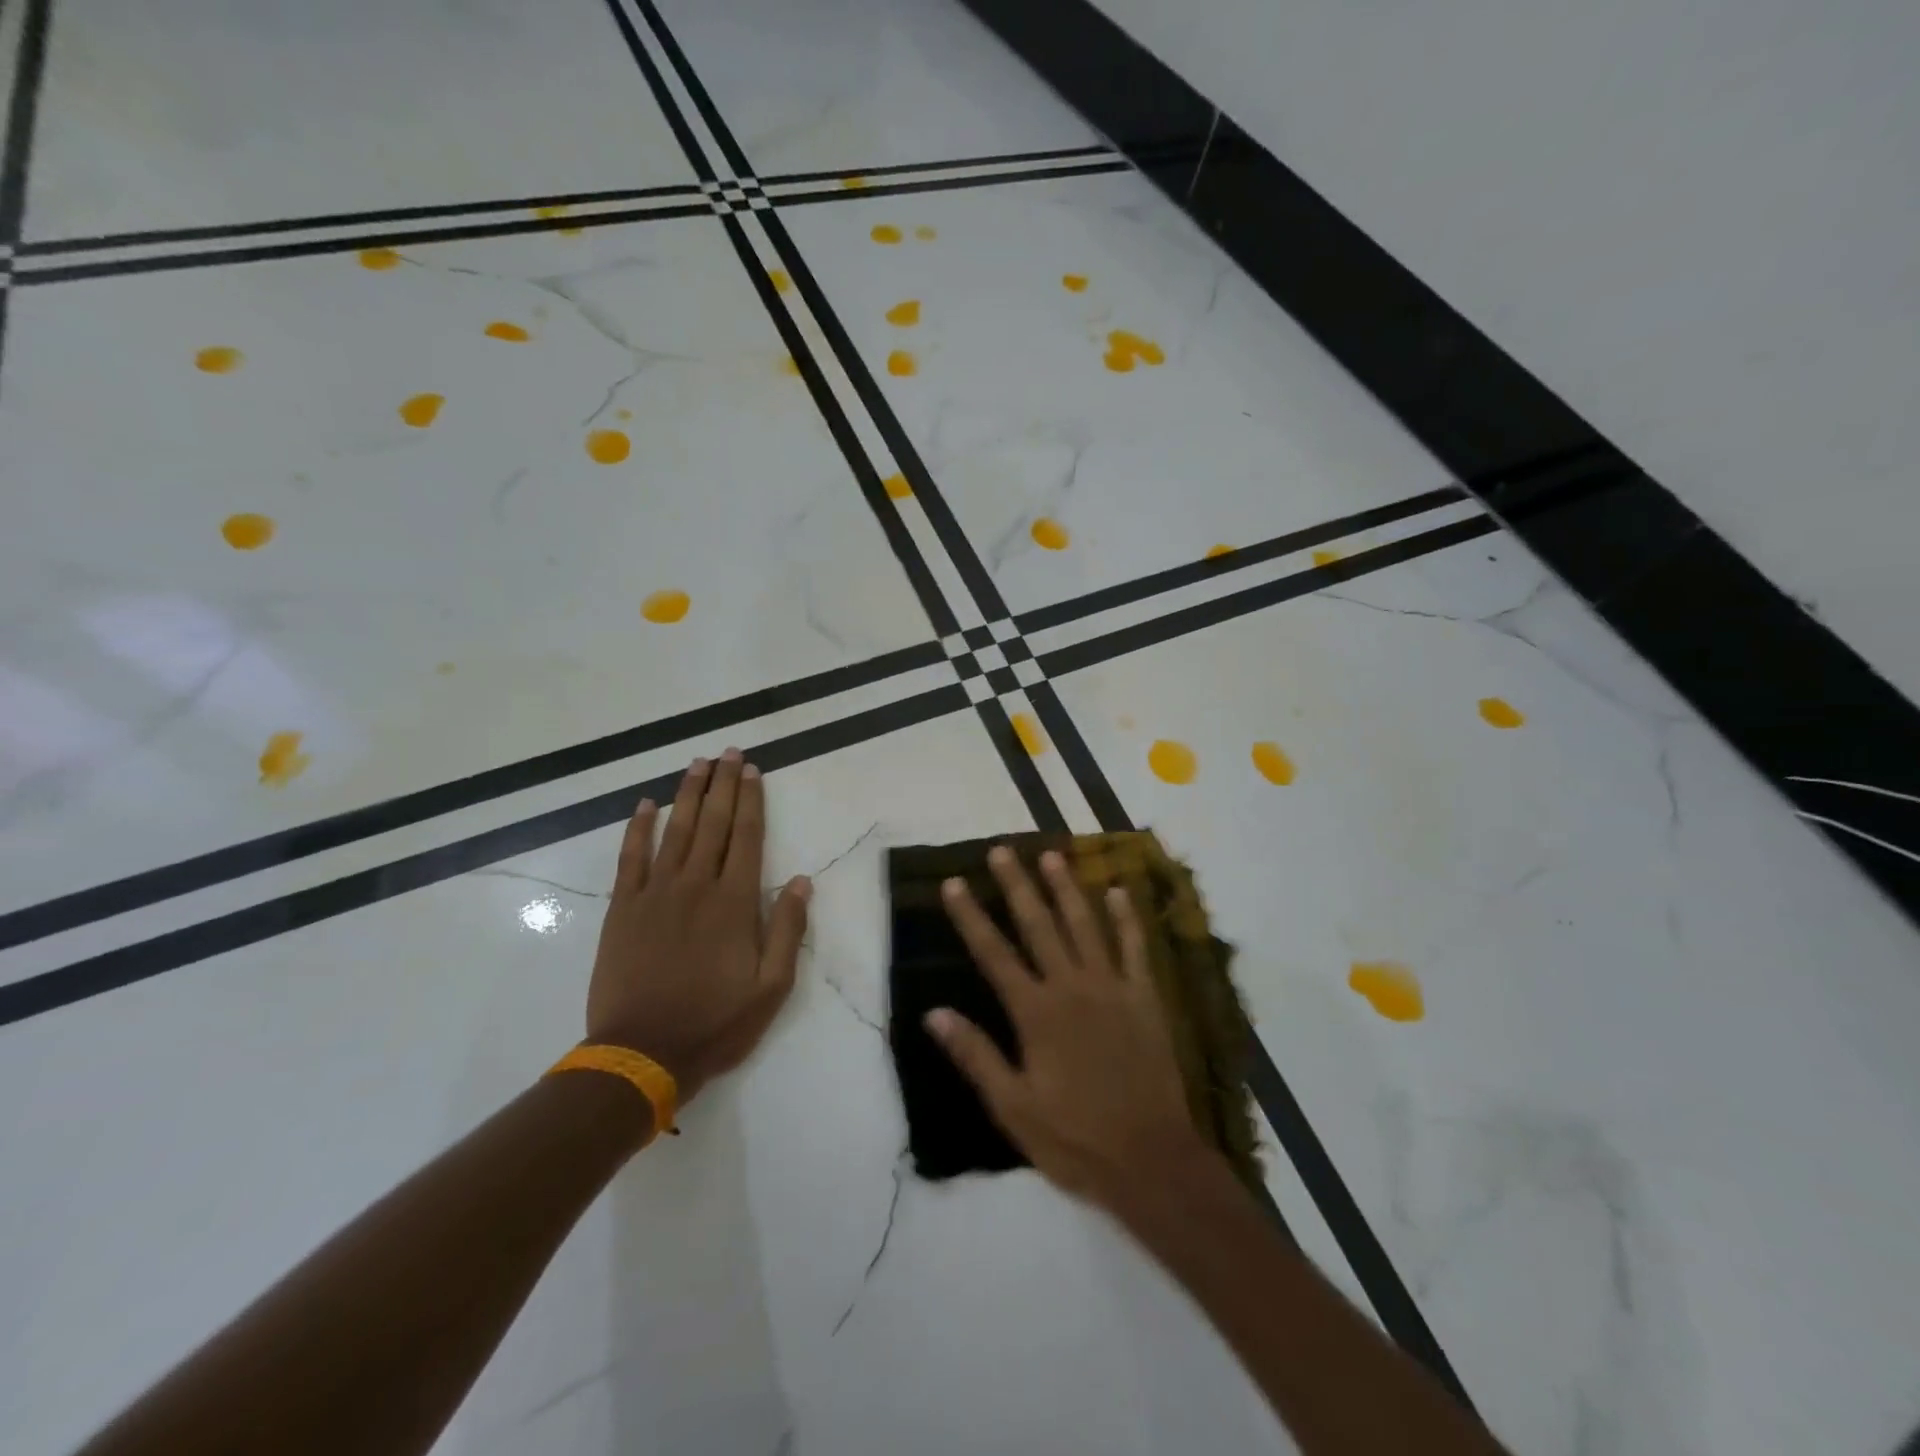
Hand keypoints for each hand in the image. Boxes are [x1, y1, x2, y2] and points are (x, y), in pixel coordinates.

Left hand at [586, 749, 811, 1104]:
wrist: (642, 1053)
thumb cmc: (715, 1022)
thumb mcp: (771, 986)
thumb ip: (786, 929)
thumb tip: (801, 881)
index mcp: (734, 902)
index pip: (747, 837)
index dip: (751, 800)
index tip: (752, 770)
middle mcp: (696, 885)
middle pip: (712, 823)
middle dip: (722, 785)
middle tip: (728, 752)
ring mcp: (656, 894)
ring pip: (675, 831)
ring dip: (688, 794)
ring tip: (697, 764)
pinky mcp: (624, 908)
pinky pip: (631, 858)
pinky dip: (638, 828)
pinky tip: (645, 805)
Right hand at [927, 846, 1209, 1206]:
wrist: (1152, 1161)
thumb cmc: (1075, 1139)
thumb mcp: (1013, 1108)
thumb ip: (976, 1056)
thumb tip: (934, 1014)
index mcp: (1036, 1013)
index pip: (994, 954)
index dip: (970, 917)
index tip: (953, 882)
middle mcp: (1071, 988)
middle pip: (1038, 925)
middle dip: (1017, 885)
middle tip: (1002, 850)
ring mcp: (1112, 988)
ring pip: (1085, 925)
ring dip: (1066, 888)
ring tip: (1051, 855)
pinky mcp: (1145, 998)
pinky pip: (1135, 948)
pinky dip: (1127, 918)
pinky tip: (1119, 891)